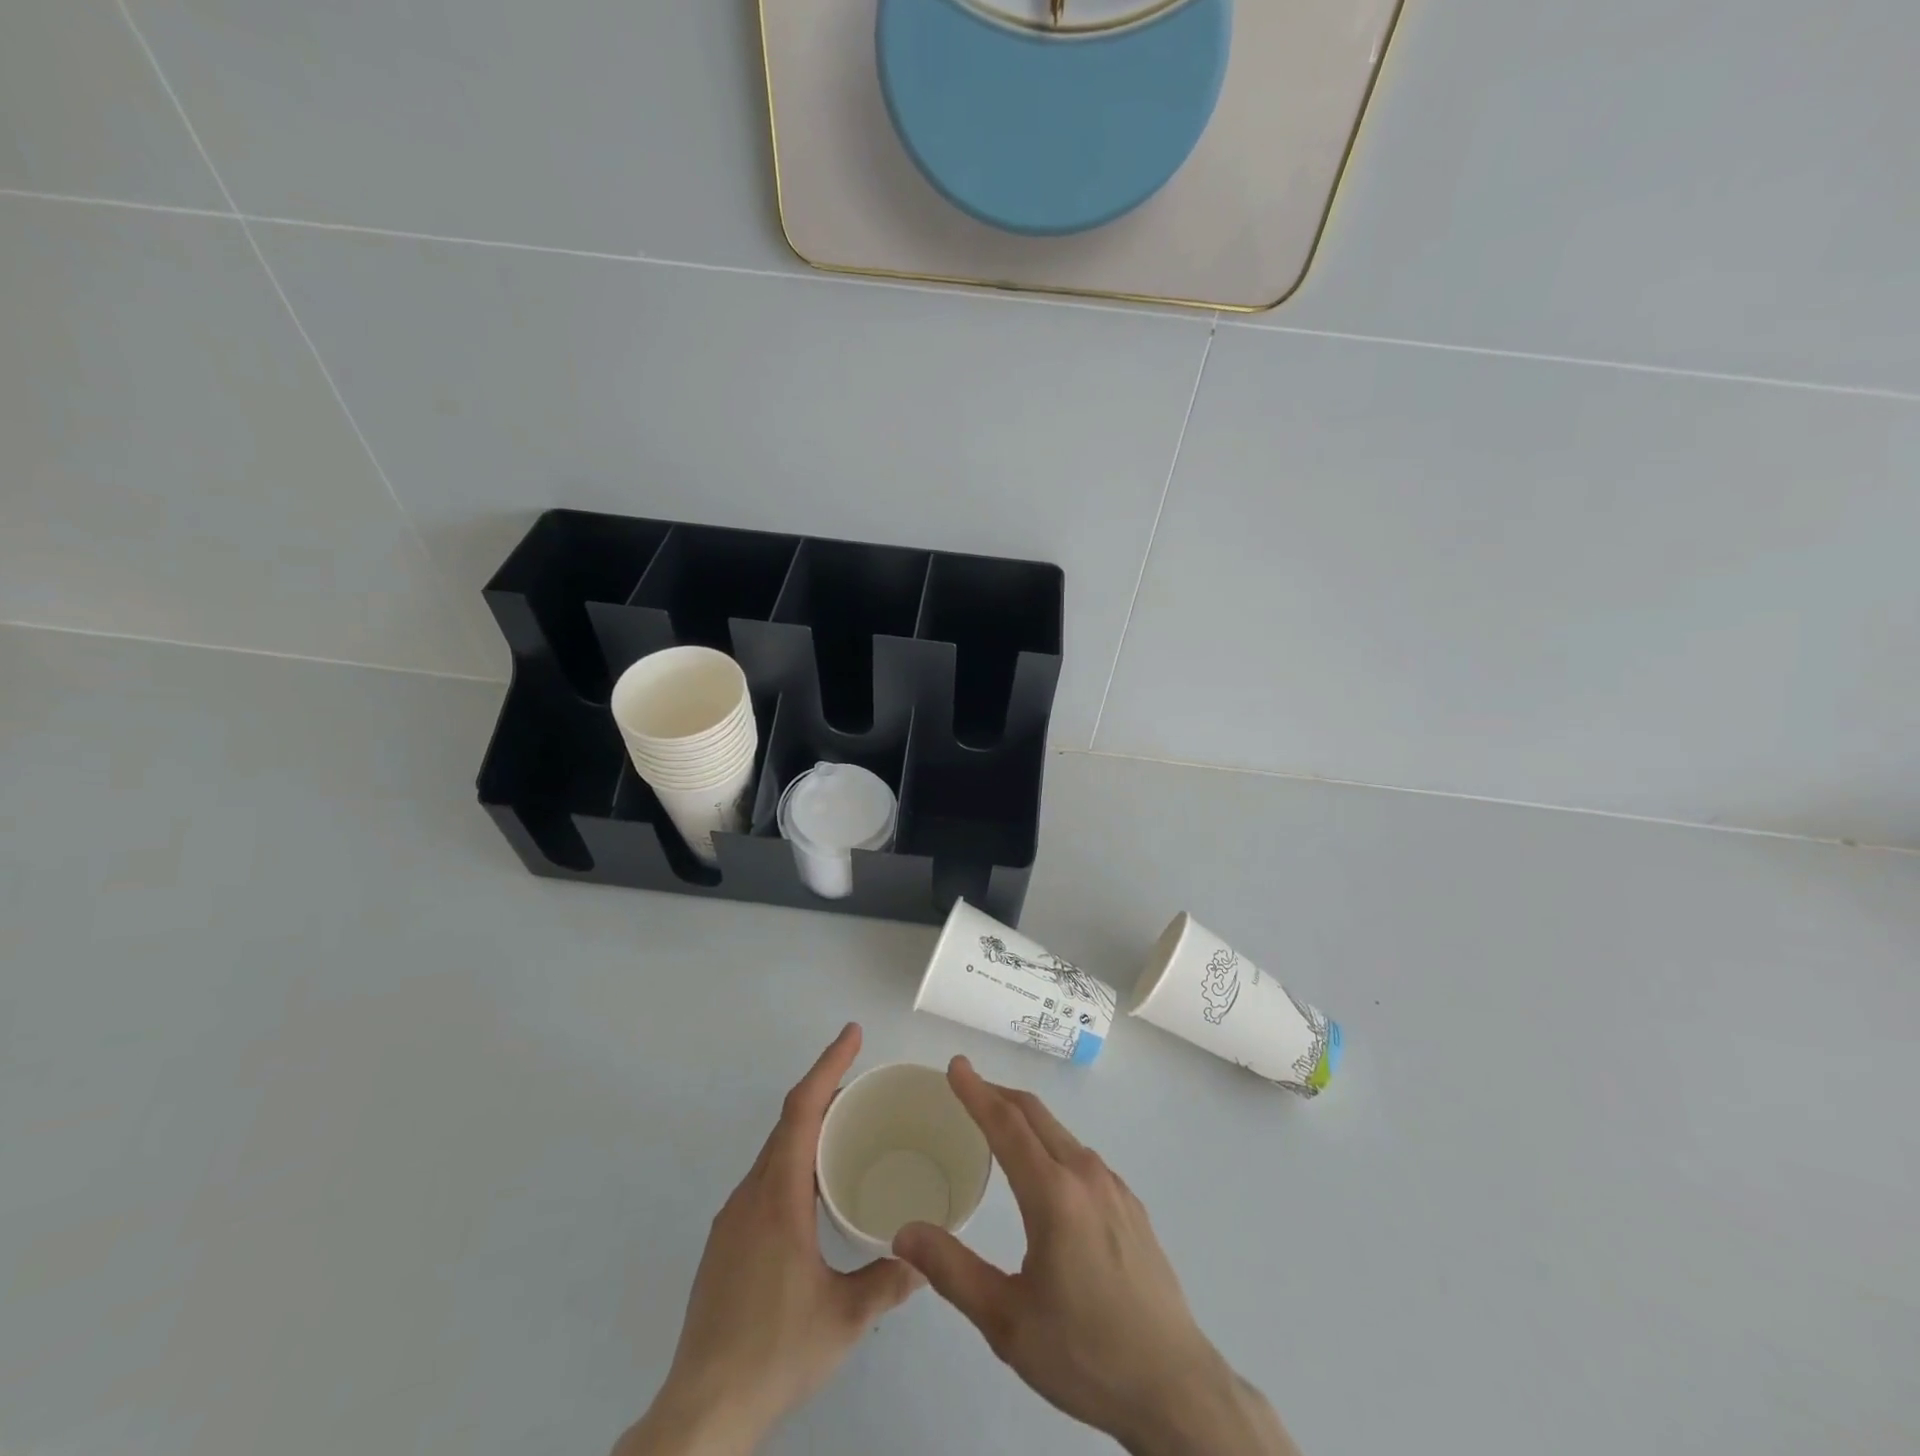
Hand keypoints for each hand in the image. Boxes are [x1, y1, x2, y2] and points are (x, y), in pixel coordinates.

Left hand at [615, 1024, 920, 1455]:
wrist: (700, 1413)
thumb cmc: (774, 1352)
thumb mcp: (845, 1318)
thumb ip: (889, 1280)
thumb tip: (925, 1256)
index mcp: (778, 1196)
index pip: (802, 1109)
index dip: (828, 1065)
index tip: (853, 1034)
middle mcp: (750, 1195)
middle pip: (788, 1123)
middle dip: (825, 1093)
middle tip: (865, 1085)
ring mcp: (732, 1220)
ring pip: (775, 1153)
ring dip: (809, 1130)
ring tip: (848, 1133)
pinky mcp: (725, 1245)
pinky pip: (765, 1181)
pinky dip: (794, 1163)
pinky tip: (815, 1195)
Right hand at [892, 1058, 1299, 1455]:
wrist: (1175, 1387)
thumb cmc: (1084, 1353)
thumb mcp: (1007, 1322)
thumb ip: (953, 1271)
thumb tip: (905, 1232)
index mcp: (1053, 1194)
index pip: (1006, 1124)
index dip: (977, 1091)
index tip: (956, 1065)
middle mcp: (1086, 1175)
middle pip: (1036, 1115)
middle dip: (999, 1094)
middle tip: (968, 1087)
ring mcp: (1115, 1188)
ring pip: (1062, 1134)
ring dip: (1026, 1119)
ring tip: (999, 1127)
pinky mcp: (1132, 1207)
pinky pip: (1082, 1158)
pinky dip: (1052, 1144)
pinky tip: (1046, 1174)